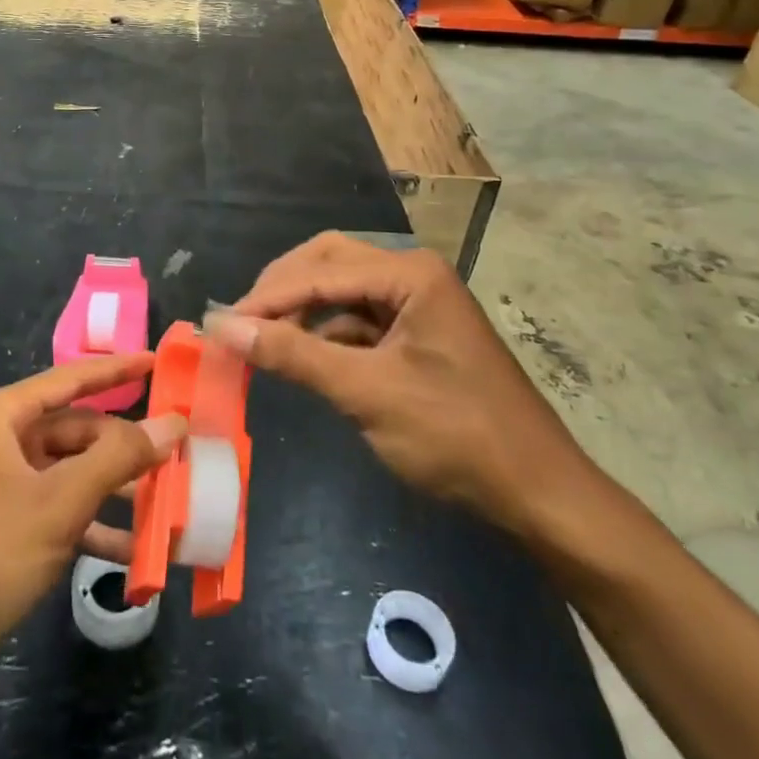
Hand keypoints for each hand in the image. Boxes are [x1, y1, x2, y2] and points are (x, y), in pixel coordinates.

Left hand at [0, 354, 185, 678]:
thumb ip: (119, 457)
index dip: (118, 369)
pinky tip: (137, 552)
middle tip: (179, 454)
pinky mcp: (9, 525)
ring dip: (117, 490)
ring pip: (75, 472)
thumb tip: (172, 422)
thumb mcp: (61, 501)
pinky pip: (63, 510)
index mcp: (4, 416)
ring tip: (170, 503)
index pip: (73, 378)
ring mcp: (6, 484)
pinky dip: (96, 525)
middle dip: (126, 447)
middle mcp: (4, 440)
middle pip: (79, 430)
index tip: (159, 362)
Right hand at [202, 233, 602, 542]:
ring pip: (342, 291)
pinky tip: (303, 357)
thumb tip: (222, 326)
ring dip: (301, 312)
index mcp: (410, 274)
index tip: (219, 325)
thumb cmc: (456, 436)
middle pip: (329, 263)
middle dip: (282, 290)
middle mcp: (414, 276)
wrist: (539, 494)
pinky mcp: (418, 334)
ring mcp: (418, 304)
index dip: (266, 297)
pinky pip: (359, 320)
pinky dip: (326, 334)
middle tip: (240, 323)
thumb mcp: (366, 392)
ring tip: (261, 340)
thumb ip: (293, 354)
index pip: (320, 272)